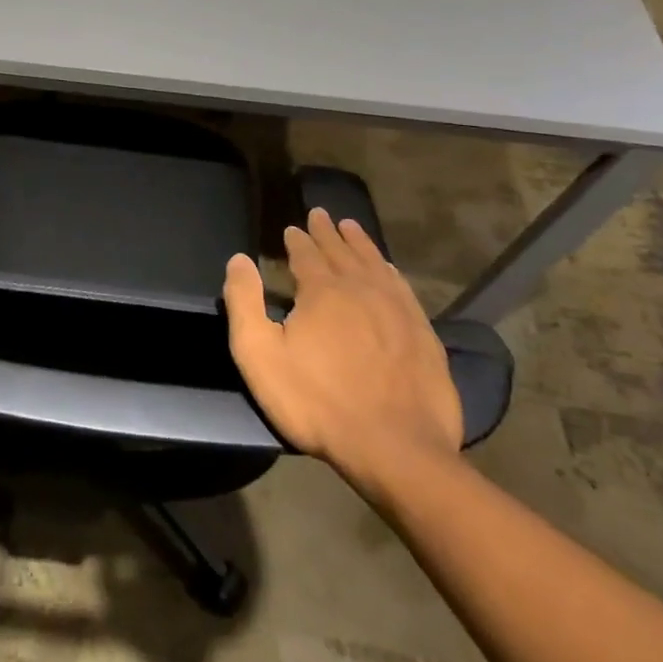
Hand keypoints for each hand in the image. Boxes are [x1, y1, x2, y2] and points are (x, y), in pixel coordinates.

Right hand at [223, 210, 461, 498]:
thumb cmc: (317, 402)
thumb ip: (244, 302)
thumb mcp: (260, 354)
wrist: (395, 447)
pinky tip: (389, 270)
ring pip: (376, 264)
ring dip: (361, 244)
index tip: (293, 228)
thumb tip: (239, 259)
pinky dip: (391, 272)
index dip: (298, 240)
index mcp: (323, 291)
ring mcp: (398, 311)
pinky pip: (403, 289)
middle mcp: (363, 289)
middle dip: (329, 233)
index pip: (307, 254)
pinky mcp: (423, 335)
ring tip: (353, 228)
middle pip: (343, 252)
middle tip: (322, 214)